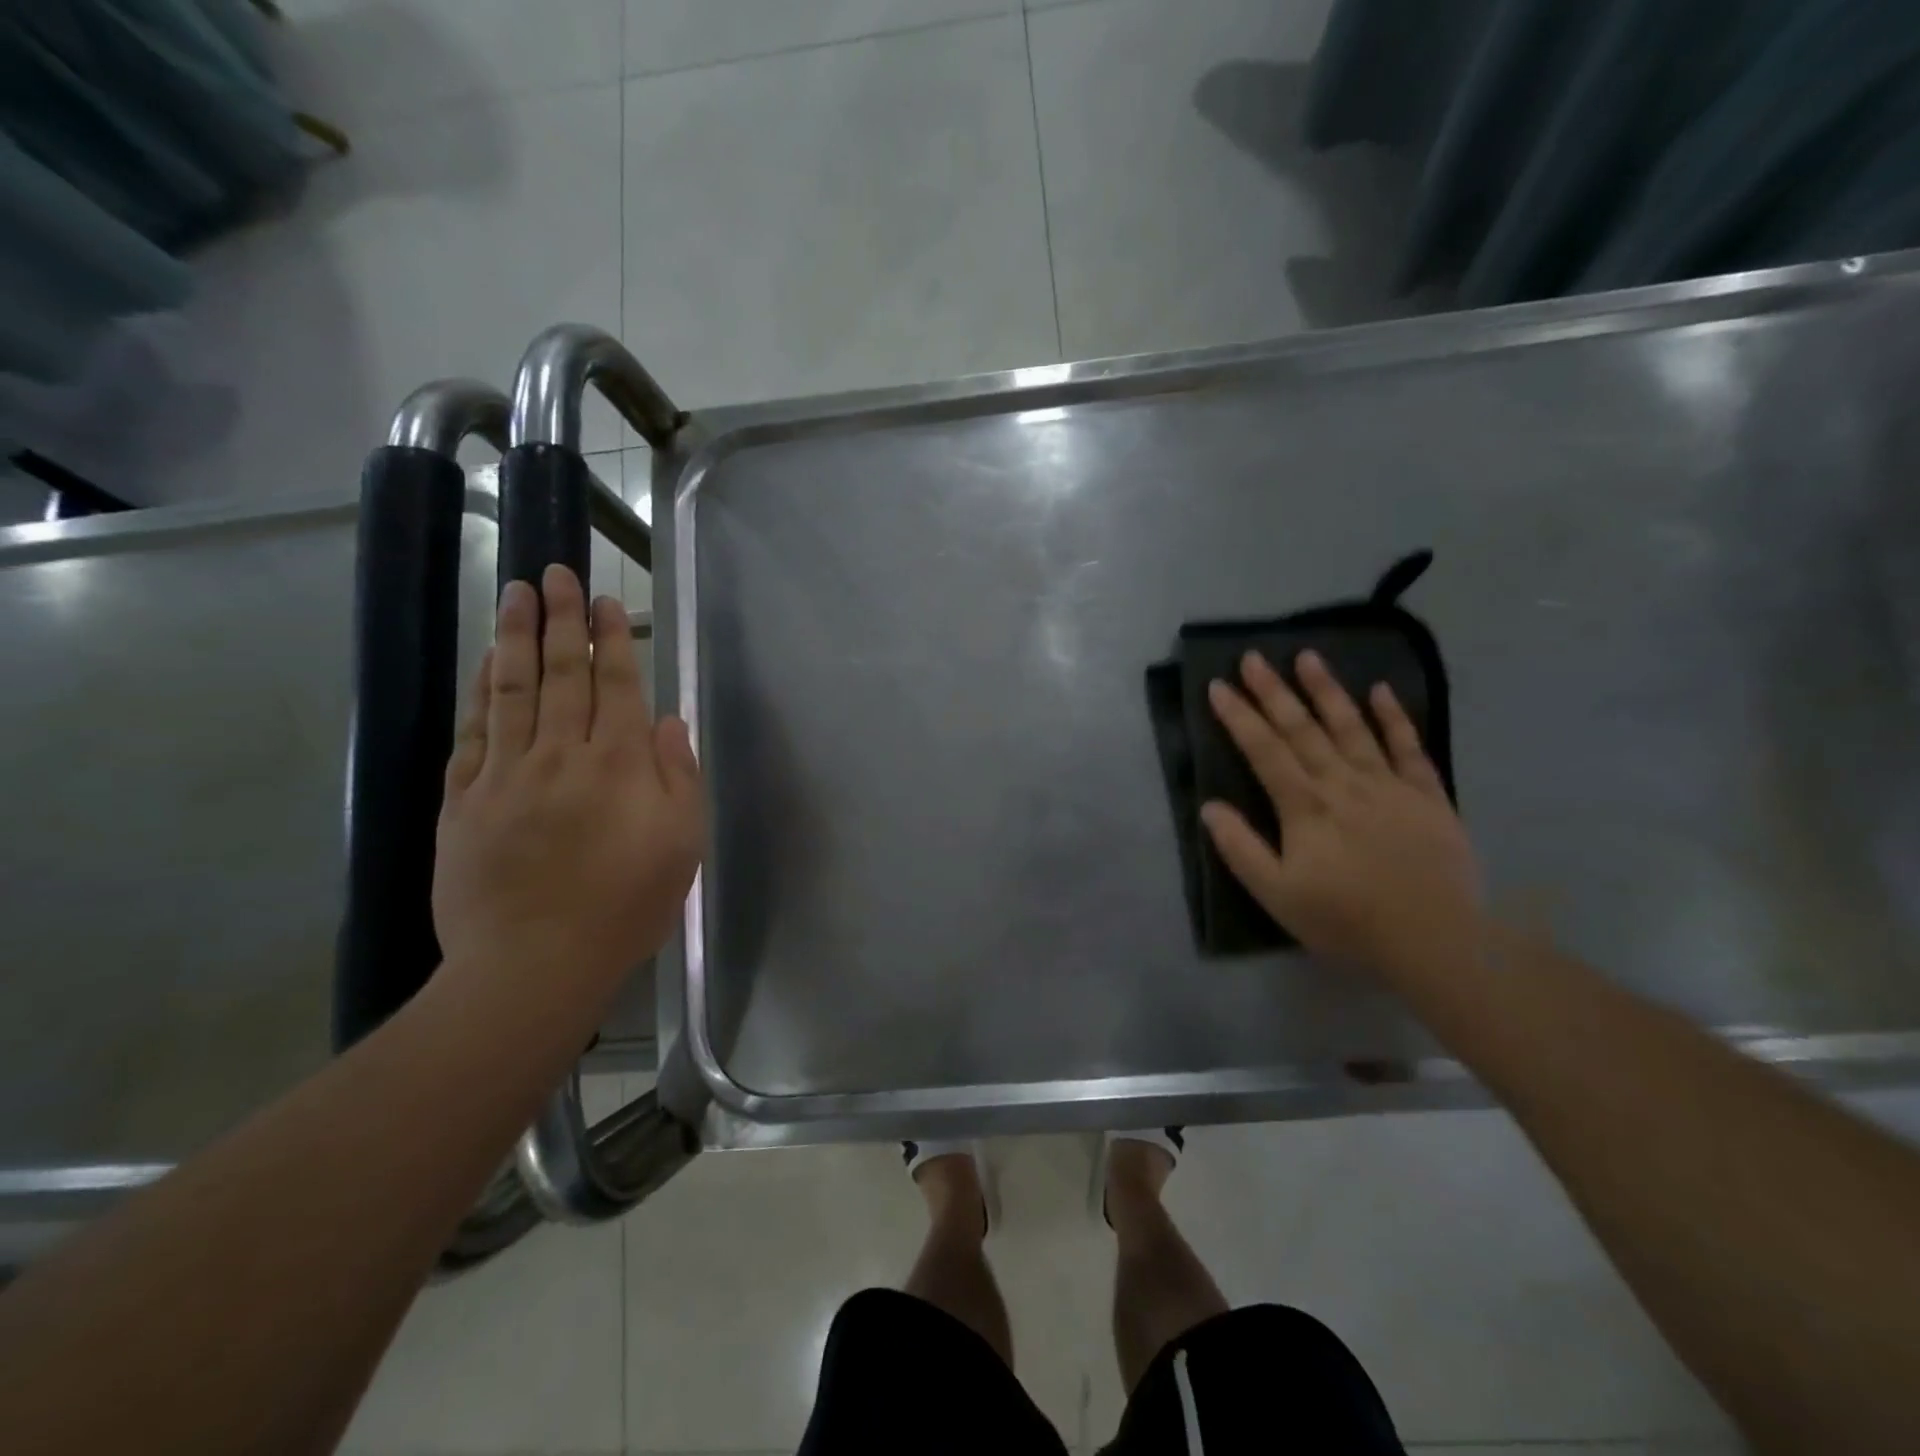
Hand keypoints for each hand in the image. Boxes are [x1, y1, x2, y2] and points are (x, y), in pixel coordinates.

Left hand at [432, 566, 704, 1008]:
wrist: (533, 964)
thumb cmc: (625, 906)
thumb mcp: (682, 844)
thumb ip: (680, 778)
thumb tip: (670, 723)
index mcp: (620, 765)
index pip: (617, 685)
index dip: (613, 639)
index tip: (608, 601)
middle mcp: (562, 754)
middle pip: (563, 673)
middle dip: (564, 619)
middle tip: (558, 572)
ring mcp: (506, 773)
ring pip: (513, 689)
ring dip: (516, 636)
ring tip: (518, 594)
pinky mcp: (463, 799)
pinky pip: (472, 730)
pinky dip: (479, 690)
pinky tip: (486, 662)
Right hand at [1202, 649, 1480, 985]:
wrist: (1436, 942)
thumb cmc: (1346, 921)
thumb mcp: (1277, 895)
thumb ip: (1240, 849)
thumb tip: (1209, 807)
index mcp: (1305, 808)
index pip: (1264, 751)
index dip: (1239, 717)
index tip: (1218, 686)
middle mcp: (1343, 784)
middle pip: (1302, 729)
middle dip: (1274, 691)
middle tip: (1253, 657)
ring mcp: (1389, 786)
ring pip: (1352, 727)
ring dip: (1328, 690)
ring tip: (1308, 656)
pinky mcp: (1427, 796)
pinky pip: (1409, 748)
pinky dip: (1394, 718)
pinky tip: (1381, 690)